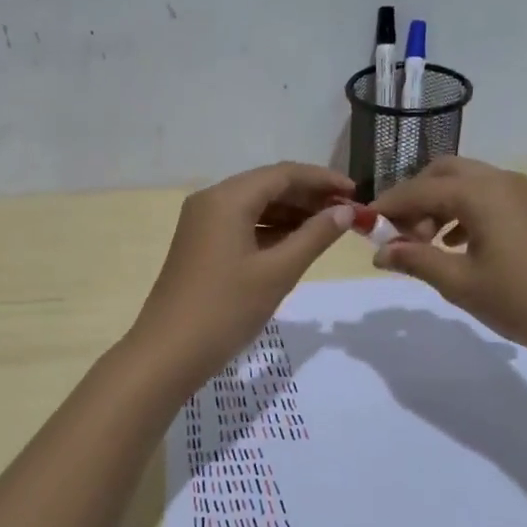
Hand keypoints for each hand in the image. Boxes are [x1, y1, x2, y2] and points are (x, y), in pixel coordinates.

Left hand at [130, 162, 355, 394]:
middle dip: (309, 196)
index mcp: (227, 198)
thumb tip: (346, 212)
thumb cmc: (226, 309)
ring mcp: (202, 223)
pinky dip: (271, 229)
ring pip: (255, 205)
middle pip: (268, 186)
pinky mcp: (200, 244)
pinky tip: (297, 243)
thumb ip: (315, 236)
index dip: (323, 180)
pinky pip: (242, 224)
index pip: (284, 174)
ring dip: (292, 213)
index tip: (357, 194)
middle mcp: (211, 201)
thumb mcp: (278, 272)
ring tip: (329, 228)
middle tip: (347, 214)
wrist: (169, 352)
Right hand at [369, 157, 526, 360]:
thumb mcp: (459, 282)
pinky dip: (461, 213)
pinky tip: (454, 245)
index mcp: (479, 192)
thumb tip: (380, 252)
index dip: (387, 207)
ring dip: (437, 205)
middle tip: (399, 235)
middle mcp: (499, 181)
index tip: (363, 227)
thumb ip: (416, 260)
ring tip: (424, 245)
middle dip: (414, 198)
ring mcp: (520, 194)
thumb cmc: (520, 299)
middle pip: (442, 173)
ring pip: (465, 184)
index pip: (419, 189)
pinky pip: (485, 199)